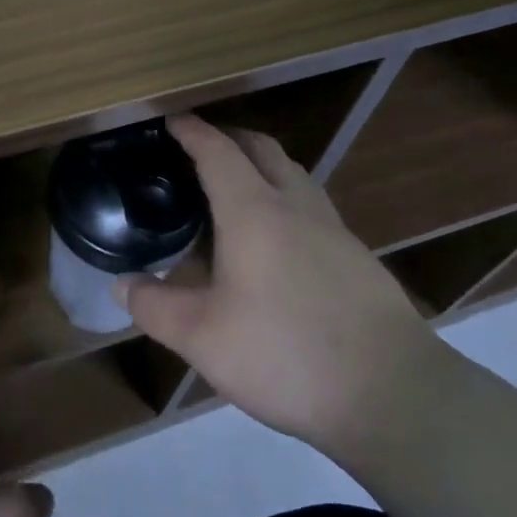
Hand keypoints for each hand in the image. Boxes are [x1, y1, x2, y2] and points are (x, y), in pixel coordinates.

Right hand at [117, 115, 443, 457]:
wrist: (394, 396)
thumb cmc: (285, 354)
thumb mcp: (202, 338)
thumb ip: (154, 307)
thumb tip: (121, 284)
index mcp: (254, 212)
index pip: (218, 152)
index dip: (192, 132)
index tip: (171, 120)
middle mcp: (296, 207)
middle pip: (263, 149)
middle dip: (229, 137)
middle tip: (199, 148)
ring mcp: (334, 230)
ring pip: (294, 175)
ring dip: (262, 166)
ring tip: (235, 189)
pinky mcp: (358, 258)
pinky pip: (312, 207)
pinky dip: (284, 199)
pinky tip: (275, 241)